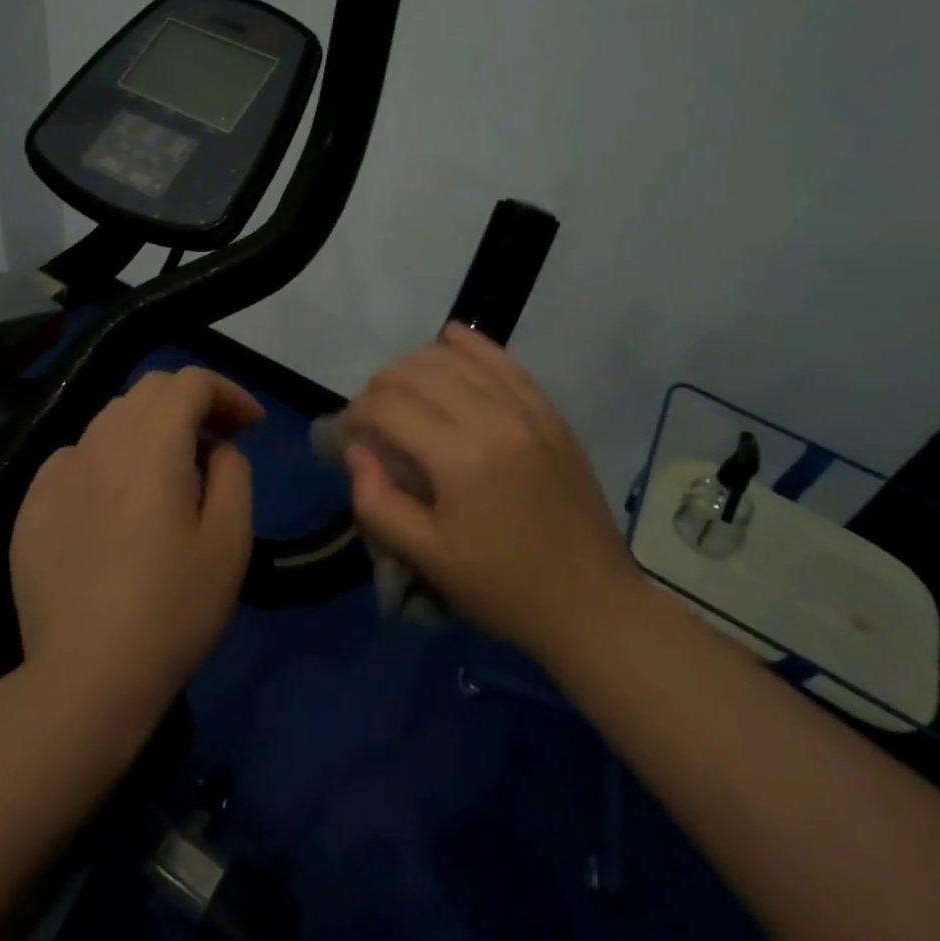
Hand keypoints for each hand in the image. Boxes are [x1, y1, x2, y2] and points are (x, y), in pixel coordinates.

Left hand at [11, 367, 263, 728]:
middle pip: (150, 390)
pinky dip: (110, 460)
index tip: (252, 426)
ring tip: (172, 475)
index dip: (228, 392)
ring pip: (112, 420)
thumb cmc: (173, 608)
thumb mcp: (230, 539)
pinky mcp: (32, 504)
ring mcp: (58, 470)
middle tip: (219, 443)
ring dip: (151, 429)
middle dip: (192, 403)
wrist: (85, 677)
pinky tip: (118, 506)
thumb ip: (232, 473)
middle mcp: (100, 441)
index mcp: (152, 443)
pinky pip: (78, 457)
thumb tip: (216, 449)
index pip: (191, 381)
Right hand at [343, 323, 638, 662]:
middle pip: (419, 374)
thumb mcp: (427, 558)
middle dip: (382, 386)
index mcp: (459, 458)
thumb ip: (377, 502)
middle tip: (372, 416)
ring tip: (401, 387)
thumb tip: (357, 452)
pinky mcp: (550, 413)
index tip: (349, 434)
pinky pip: (505, 363)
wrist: (591, 603)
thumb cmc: (502, 588)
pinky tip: (450, 337)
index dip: (357, 414)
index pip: (389, 407)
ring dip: (418, 364)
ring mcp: (527, 411)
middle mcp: (493, 419)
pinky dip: (473, 346)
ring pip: (458, 360)